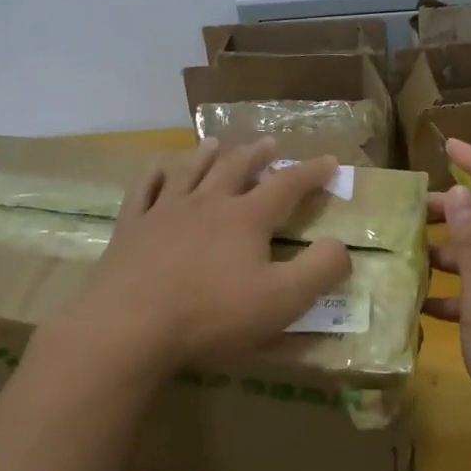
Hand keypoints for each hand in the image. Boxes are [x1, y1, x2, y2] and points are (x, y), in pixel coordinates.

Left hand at [72, 139, 351, 375]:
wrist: (129, 326)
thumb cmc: (211, 315)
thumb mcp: (282, 300)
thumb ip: (320, 270)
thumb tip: (340, 245)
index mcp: (246, 218)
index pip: (287, 185)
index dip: (311, 172)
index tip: (329, 160)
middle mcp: (207, 203)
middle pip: (235, 168)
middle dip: (257, 155)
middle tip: (269, 143)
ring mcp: (164, 212)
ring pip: (190, 171)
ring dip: (207, 155)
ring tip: (216, 143)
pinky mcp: (131, 228)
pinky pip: (143, 191)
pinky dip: (153, 176)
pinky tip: (156, 169)